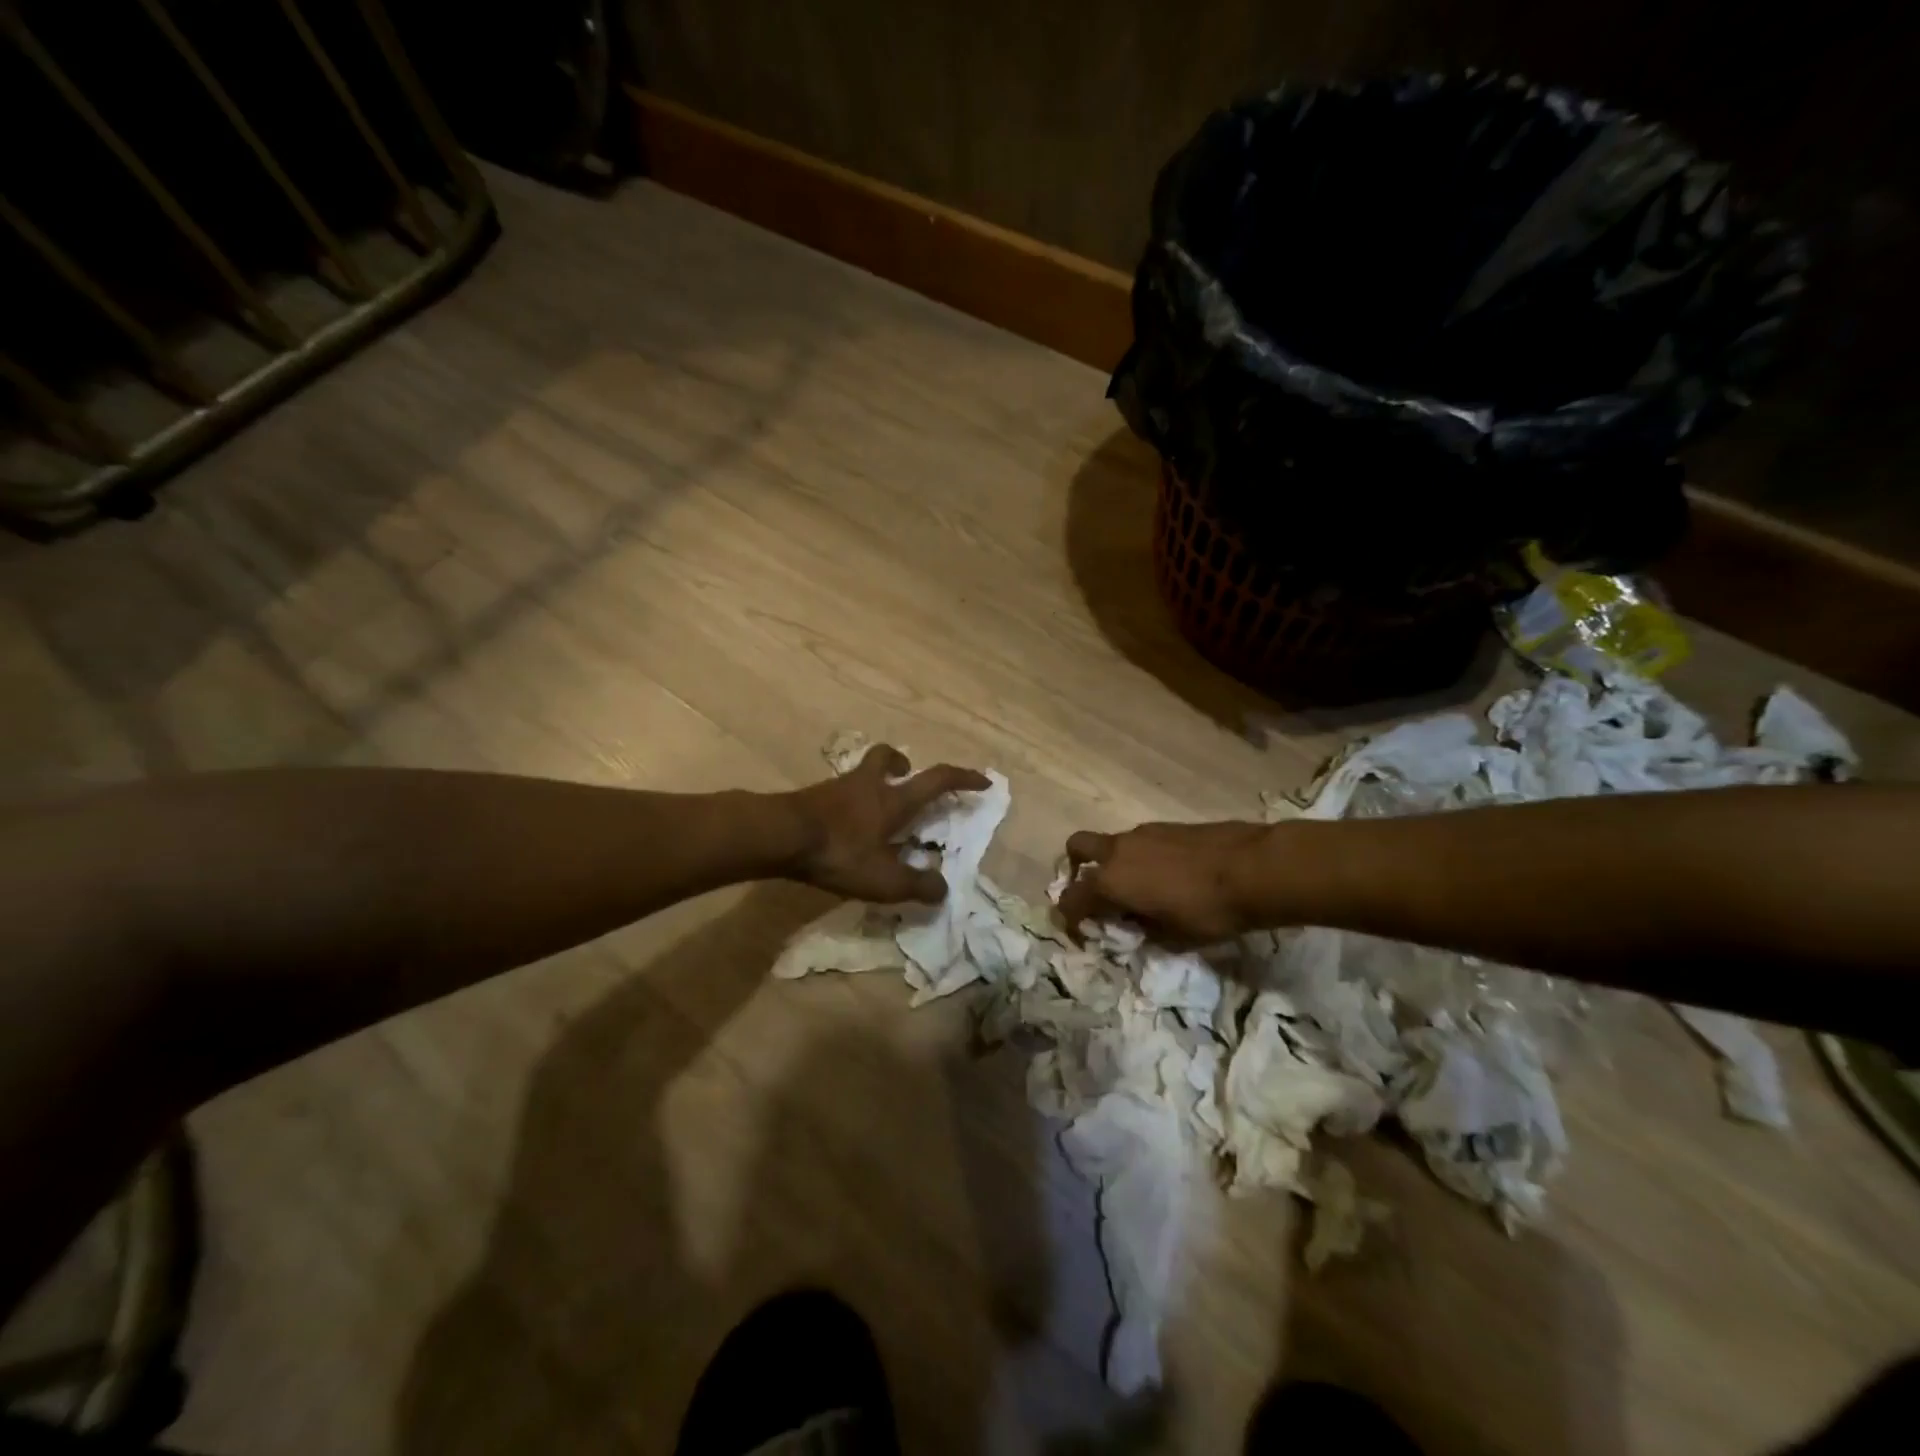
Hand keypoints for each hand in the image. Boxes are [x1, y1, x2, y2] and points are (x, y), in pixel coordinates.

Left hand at [785, 746, 990, 903]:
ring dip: (874, 782)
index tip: (982, 781)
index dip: (963, 778)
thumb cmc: (839, 852)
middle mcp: (868, 785)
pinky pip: (840, 791)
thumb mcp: (884, 879)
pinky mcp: (813, 798)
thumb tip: (943, 889)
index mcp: (894, 800)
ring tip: (875, 811)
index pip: (938, 780)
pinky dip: (849, 802)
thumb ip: (917, 885)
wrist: (780, 835)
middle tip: (907, 776)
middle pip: (888, 757)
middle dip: (903, 762)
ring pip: (862, 773)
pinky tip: (844, 826)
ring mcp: (837, 788)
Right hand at [1058, 820, 1271, 944]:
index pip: (1071, 898)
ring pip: (1111, 844)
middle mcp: (1118, 851)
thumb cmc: (1209, 911)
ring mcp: (1142, 833)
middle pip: (1077, 848)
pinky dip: (1140, 857)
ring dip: (1114, 864)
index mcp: (1111, 882)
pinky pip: (1139, 841)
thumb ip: (1143, 931)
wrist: (1254, 868)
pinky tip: (1168, 874)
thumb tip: (1133, 925)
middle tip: (1095, 891)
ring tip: (1141, 889)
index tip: (1082, 931)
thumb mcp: (1173, 938)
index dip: (1070, 918)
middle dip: (1075, 868)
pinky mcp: (1167, 826)